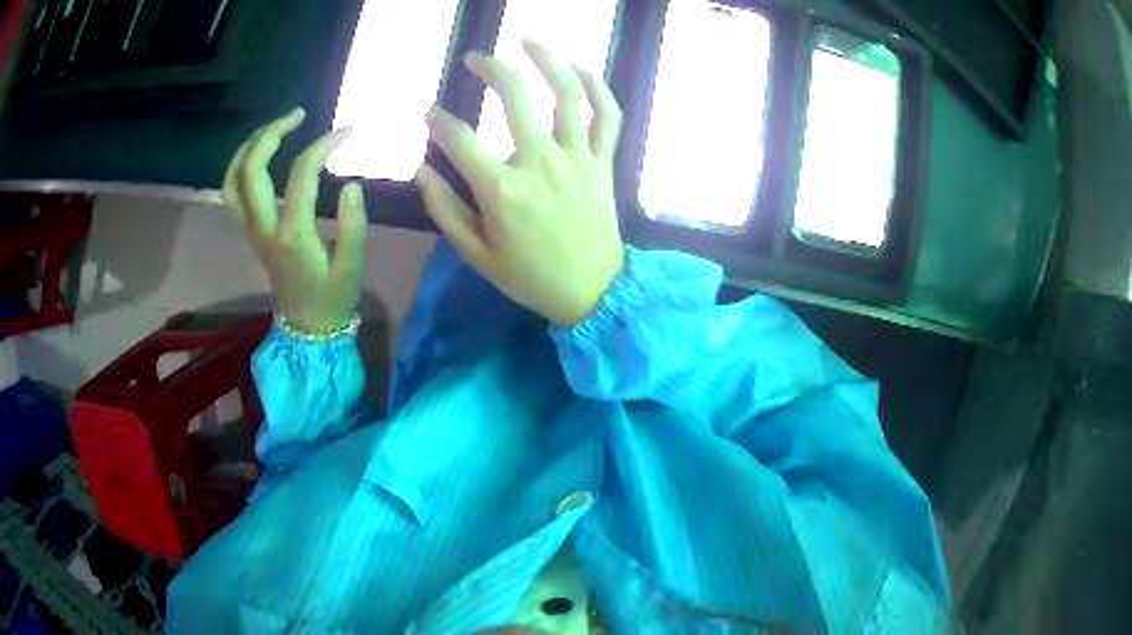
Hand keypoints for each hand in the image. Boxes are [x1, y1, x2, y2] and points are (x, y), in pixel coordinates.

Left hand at [223, 109, 368, 332]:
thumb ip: (354, 225)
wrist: (306, 326)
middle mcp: (264, 227)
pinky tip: (260, 153)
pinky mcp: (250, 230)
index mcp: (292, 234)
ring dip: (249, 147)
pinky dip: (240, 166)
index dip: (323, 145)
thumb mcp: (353, 267)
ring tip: (275, 127)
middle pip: (251, 170)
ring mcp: (252, 229)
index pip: (301, 174)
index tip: (347, 131)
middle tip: (299, 114)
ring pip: (233, 180)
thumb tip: (350, 185)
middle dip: (271, 133)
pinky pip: (233, 192)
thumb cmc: (332, 296)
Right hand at [417, 40, 624, 326]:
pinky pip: (607, 115)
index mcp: (502, 190)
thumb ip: (445, 209)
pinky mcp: (603, 162)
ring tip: (528, 41)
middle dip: (491, 69)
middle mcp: (540, 163)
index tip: (429, 114)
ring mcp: (577, 158)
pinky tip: (580, 69)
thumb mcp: (476, 254)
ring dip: (548, 60)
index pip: (459, 139)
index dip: (438, 121)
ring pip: (567, 94)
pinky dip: (597, 87)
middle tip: (476, 56)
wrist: (592, 292)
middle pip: (515, 97)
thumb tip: (422, 170)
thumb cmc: (530, 276)